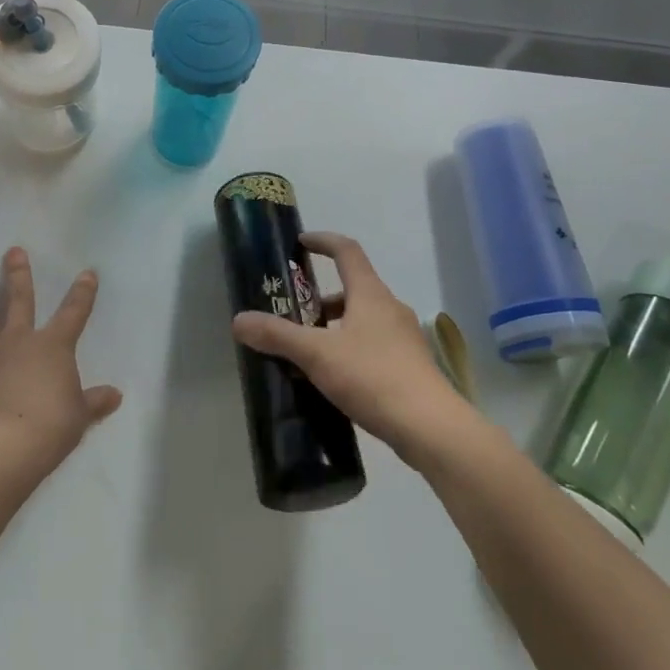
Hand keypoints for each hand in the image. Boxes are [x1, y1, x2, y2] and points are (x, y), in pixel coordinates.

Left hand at [0, 248, 122, 479]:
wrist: (6, 447)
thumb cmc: (52, 425)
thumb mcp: (81, 414)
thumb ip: (94, 402)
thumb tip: (114, 395)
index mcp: (53, 347)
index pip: (74, 313)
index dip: (83, 293)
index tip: (87, 273)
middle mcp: (19, 344)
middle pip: (20, 302)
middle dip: (18, 276)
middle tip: (13, 251)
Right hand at [232, 232, 469, 461]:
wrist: (430, 428)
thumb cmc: (372, 377)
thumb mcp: (317, 354)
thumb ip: (278, 335)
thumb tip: (239, 320)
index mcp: (370, 294)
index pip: (347, 251)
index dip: (323, 241)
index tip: (301, 243)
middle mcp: (390, 308)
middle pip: (353, 288)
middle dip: (321, 297)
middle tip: (294, 313)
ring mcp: (404, 338)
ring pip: (363, 319)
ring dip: (335, 326)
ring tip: (308, 351)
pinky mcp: (410, 366)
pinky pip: (373, 345)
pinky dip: (350, 349)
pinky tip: (334, 378)